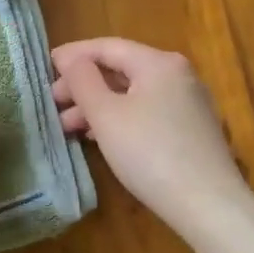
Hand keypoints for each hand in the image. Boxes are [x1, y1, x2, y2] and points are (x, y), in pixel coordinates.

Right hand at [50, 37, 247, 232]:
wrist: (208, 205)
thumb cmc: (149, 152)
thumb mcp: (106, 115)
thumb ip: (82, 80)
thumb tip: (70, 59)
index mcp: (158, 63)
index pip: (107, 47)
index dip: (73, 55)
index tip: (45, 66)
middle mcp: (178, 75)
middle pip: (121, 69)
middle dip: (83, 85)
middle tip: (53, 103)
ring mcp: (188, 103)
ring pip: (132, 93)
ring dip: (97, 105)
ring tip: (67, 126)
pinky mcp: (191, 130)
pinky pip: (146, 112)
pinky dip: (118, 118)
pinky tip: (98, 137)